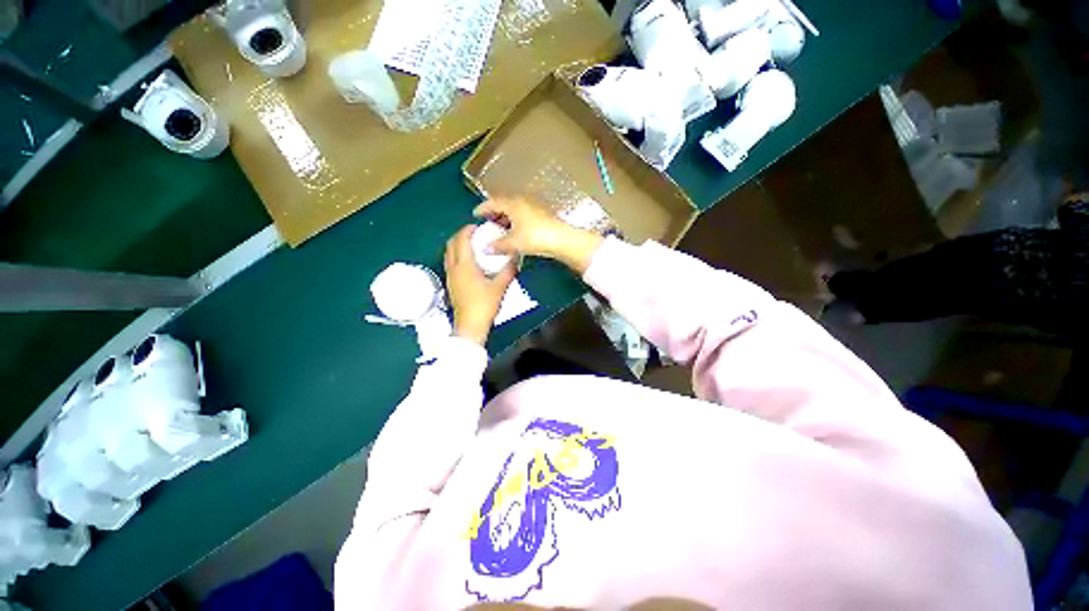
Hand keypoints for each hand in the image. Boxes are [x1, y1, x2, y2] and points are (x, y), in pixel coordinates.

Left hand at [444, 226, 516, 344]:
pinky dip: (456, 255)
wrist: (470, 325)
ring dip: (457, 245)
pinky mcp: (451, 284)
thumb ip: (508, 270)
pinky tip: (469, 262)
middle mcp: (453, 267)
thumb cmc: (484, 305)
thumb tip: (516, 256)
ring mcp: (450, 276)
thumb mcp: (500, 286)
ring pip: (448, 253)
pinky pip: (450, 262)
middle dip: (461, 235)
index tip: (478, 226)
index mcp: (464, 265)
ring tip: (472, 245)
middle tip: (475, 234)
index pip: (461, 239)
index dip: (468, 229)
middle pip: (451, 244)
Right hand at [474, 198, 603, 274]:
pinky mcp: (541, 215)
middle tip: (487, 222)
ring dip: (506, 218)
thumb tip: (486, 249)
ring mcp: (533, 207)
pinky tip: (515, 232)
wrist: (561, 239)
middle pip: (504, 204)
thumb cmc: (535, 237)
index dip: (483, 208)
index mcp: (513, 203)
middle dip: (495, 213)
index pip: (493, 202)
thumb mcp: (514, 242)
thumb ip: (498, 245)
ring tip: (500, 229)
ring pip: (515, 210)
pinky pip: (523, 215)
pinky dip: (515, 222)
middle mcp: (522, 201)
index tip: (475, 214)